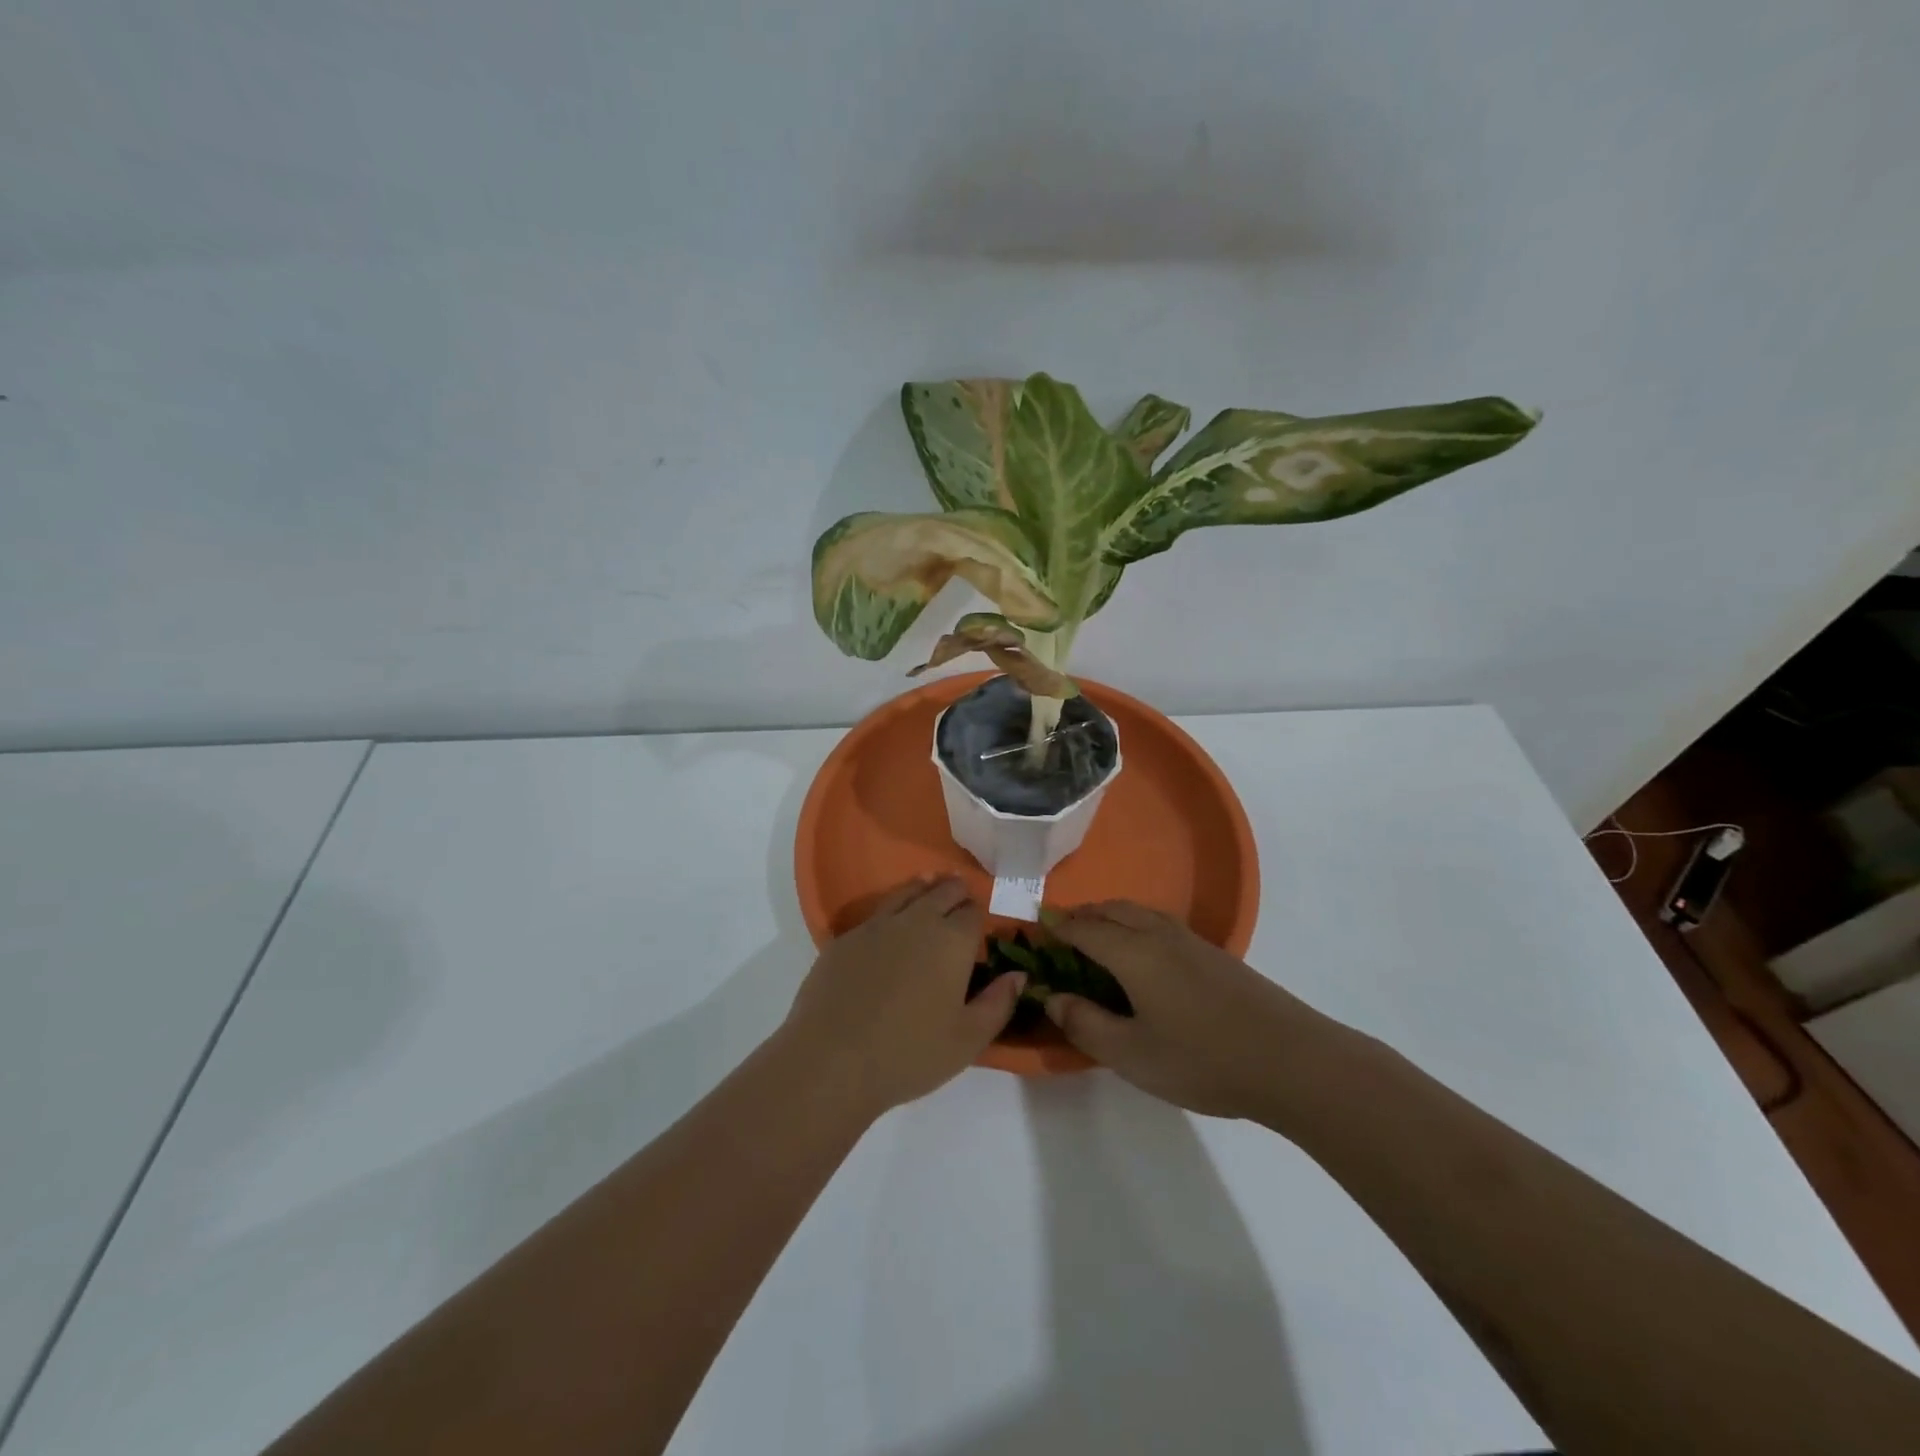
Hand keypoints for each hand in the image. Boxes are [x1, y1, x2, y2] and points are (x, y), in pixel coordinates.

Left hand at [780, 877, 1023, 1115]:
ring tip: (930, 887)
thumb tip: (1018, 975)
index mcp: (953, 941)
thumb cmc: (909, 1054)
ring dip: (924, 889)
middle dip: (956, 892)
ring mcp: (878, 925)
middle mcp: (918, 921)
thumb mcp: (968, 1040)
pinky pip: (877, 911)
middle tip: (960, 898)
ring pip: (908, 892)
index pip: (973, 912)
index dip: (979, 915)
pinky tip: (891, 923)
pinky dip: (893, 907)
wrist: (832, 1059)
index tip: (980, 925)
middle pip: (943, 891)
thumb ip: (998, 1004)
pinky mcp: (846, 937)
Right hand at [1046, 901, 1342, 1120]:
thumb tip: (1053, 997)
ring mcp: (1192, 942)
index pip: (1084, 929)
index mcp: (1134, 953)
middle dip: (1082, 915)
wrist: (1291, 1061)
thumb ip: (1086, 1024)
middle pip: (1112, 909)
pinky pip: (1161, 924)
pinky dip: (1136, 925)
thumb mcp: (1132, 1055)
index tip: (1036, 931)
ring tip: (1098, 936)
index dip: (1057, 928)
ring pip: (1140, 912)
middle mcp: (1160, 935)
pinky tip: (1143, 954)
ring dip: (1111, 915)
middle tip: (1062, 932)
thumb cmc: (1203, 1059)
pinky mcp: (1216, 955)